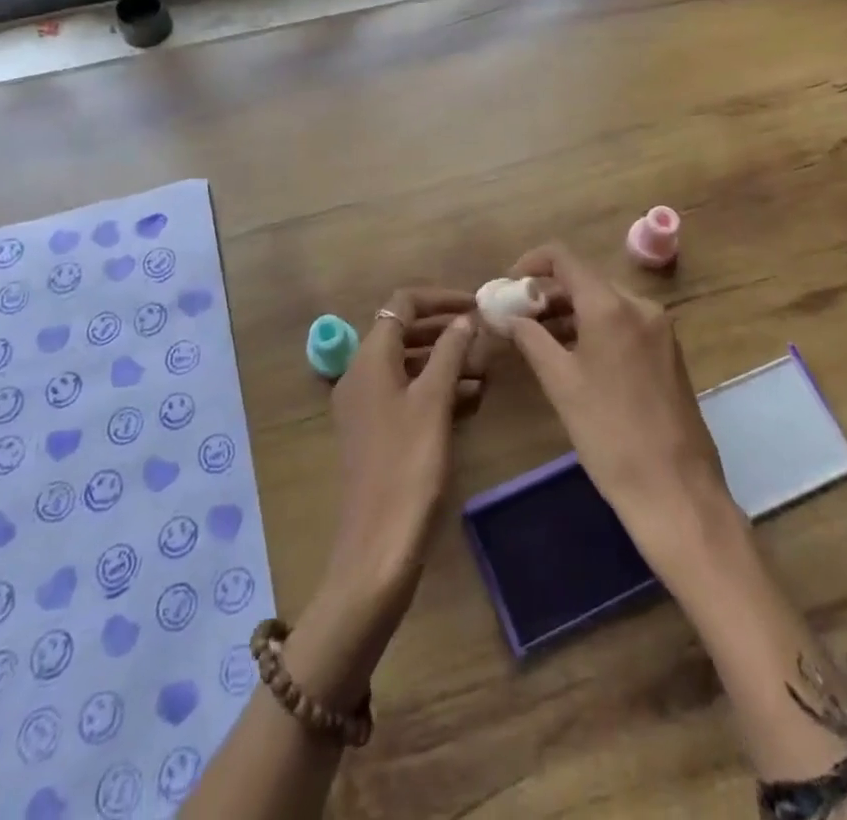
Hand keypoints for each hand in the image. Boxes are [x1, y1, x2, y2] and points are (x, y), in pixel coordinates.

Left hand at [286, 288, 477, 706]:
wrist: (377, 547)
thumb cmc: (408, 465)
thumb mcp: (433, 402)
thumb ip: (449, 352)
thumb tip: (465, 318)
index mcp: (369, 358)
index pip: (402, 304)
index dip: (440, 298)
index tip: (477, 304)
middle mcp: (361, 374)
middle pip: (403, 331)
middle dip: (444, 327)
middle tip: (485, 333)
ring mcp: (366, 404)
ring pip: (407, 363)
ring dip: (443, 357)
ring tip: (485, 365)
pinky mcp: (376, 431)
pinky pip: (406, 392)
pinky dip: (435, 386)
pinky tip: (470, 397)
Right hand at [503, 246, 735, 568]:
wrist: (676, 490)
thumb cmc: (609, 434)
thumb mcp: (561, 383)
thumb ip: (531, 339)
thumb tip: (506, 315)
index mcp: (611, 305)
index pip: (564, 258)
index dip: (530, 264)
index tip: (506, 286)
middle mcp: (640, 305)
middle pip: (585, 279)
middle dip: (547, 293)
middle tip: (516, 317)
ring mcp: (660, 328)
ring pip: (605, 302)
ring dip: (569, 312)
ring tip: (537, 338)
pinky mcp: (668, 352)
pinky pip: (624, 323)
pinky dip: (594, 328)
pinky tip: (574, 355)